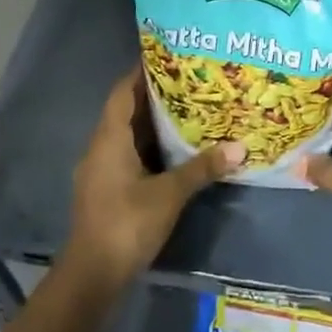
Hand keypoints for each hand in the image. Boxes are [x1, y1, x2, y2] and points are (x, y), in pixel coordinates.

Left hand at [63, 68, 243, 285]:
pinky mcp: (106, 190)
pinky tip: (173, 149)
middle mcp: (100, 147)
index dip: (141, 72)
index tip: (167, 56)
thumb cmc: (127, 223)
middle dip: (153, 95)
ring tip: (187, 109)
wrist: (92, 275)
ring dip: (152, 123)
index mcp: (109, 138)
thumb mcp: (169, 194)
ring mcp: (100, 170)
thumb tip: (239, 147)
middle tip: (188, 81)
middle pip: (125, 111)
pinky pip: (127, 155)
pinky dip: (148, 146)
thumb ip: (202, 168)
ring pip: (127, 135)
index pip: (122, 92)